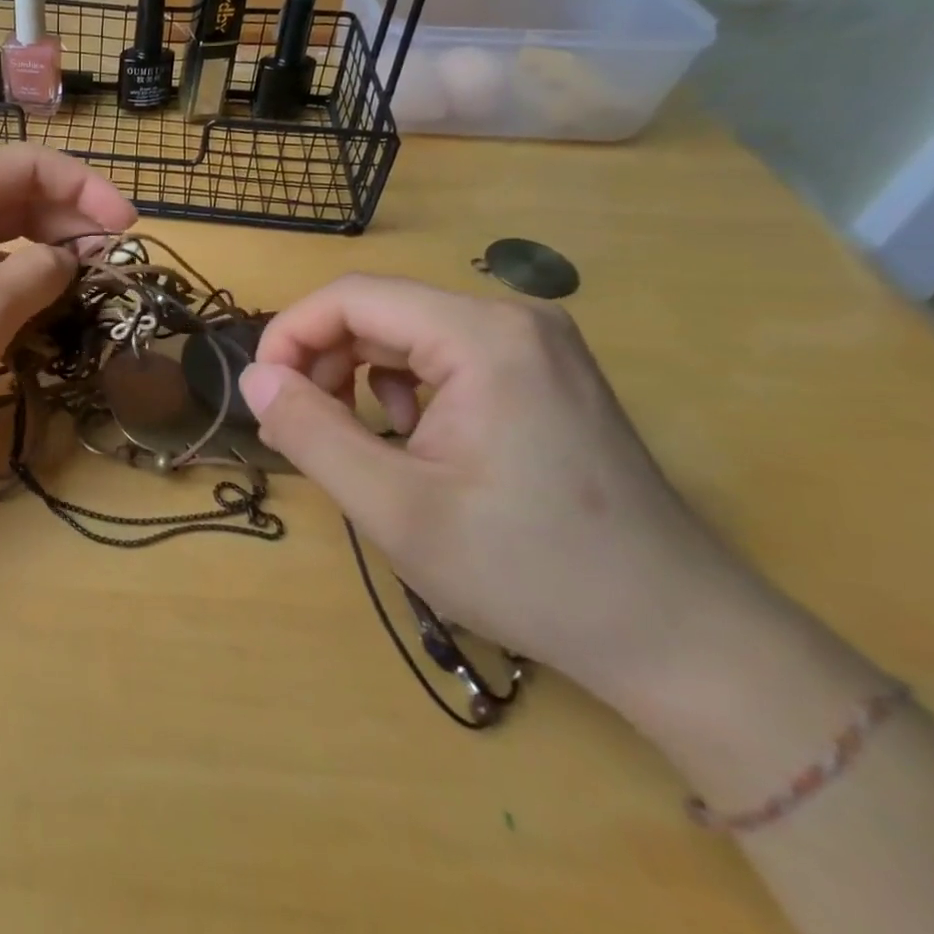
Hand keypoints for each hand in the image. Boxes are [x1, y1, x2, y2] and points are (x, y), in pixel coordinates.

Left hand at [0, 146, 136, 472]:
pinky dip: (15, 281)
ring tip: (84, 283)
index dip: (87, 189)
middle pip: (16, 196)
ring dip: (45, 252)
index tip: (128, 230)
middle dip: (69, 221)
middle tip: (111, 262)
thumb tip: (70, 259)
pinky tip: (37, 306)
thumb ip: (41, 272)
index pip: (32, 164)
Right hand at [238, 277, 764, 704]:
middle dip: (323, 360)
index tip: (264, 396)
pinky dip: (405, 387)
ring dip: (360, 375)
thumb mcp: (395, 508)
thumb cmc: (529, 571)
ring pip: (408, 333)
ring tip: (358, 440)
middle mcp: (512, 318)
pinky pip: (445, 355)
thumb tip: (252, 379)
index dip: (290, 336)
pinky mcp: (545, 372)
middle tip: (302, 425)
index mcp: (481, 335)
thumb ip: (310, 432)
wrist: (681, 636)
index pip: (351, 297)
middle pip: (380, 311)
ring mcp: (536, 344)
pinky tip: (414, 439)